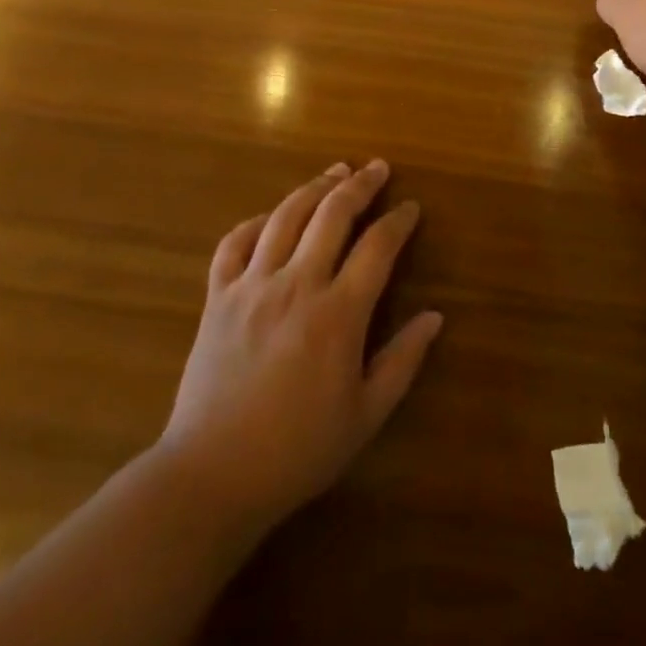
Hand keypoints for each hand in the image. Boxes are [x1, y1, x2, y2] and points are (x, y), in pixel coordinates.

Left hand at [157, 160, 441, 539]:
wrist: (210, 477)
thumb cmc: (297, 451)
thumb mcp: (365, 416)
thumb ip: (403, 361)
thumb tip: (435, 316)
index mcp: (338, 314)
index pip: (377, 247)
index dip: (398, 221)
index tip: (411, 208)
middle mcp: (296, 286)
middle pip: (332, 214)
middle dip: (360, 185)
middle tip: (377, 168)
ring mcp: (251, 287)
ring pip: (286, 216)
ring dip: (314, 187)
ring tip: (335, 172)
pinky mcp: (217, 297)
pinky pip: (235, 242)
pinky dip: (256, 221)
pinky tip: (273, 216)